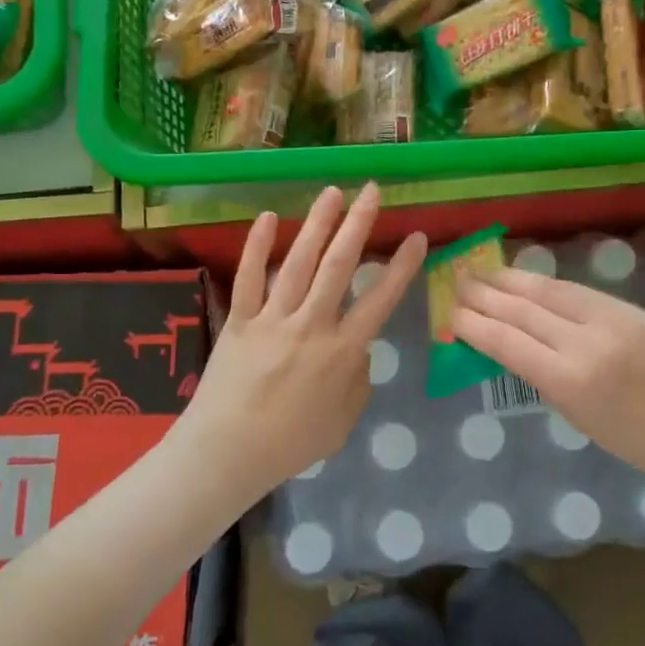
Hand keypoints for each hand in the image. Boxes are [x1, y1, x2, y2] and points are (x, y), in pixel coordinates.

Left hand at [184, 184, 426, 495]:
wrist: (227, 453)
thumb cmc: (290, 444)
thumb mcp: (343, 421)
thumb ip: (358, 380)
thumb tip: (357, 349)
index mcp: (342, 352)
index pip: (380, 300)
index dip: (402, 267)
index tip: (417, 237)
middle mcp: (311, 325)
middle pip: (339, 266)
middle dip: (359, 224)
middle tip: (373, 191)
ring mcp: (272, 319)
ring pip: (299, 262)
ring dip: (317, 224)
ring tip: (333, 192)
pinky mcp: (239, 319)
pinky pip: (248, 277)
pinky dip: (257, 246)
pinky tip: (267, 218)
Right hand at [452, 268, 644, 479]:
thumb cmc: (629, 437)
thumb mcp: (571, 412)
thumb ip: (536, 373)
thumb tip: (500, 342)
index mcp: (568, 380)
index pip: (507, 342)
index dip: (474, 325)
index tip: (450, 315)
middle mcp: (584, 343)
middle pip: (522, 311)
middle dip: (484, 295)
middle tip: (456, 282)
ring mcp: (607, 319)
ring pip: (546, 291)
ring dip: (509, 280)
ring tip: (481, 272)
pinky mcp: (624, 307)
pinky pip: (572, 290)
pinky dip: (542, 284)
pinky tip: (522, 279)